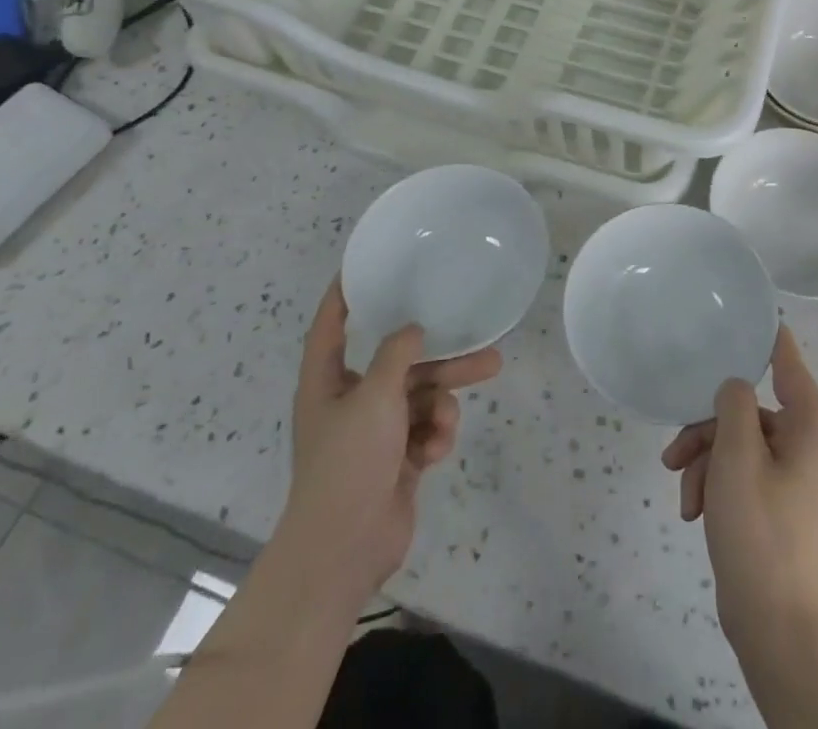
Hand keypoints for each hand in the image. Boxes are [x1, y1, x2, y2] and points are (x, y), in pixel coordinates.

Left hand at [281, 280, 501, 603]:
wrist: (345, 550)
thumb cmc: (349, 462)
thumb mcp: (375, 396)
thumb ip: (397, 354)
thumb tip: (413, 330)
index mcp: (327, 382)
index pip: (330, 327)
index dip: (341, 296)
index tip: (360, 268)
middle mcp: (350, 401)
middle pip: (399, 362)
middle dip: (440, 352)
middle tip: (477, 333)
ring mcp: (375, 433)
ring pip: (421, 394)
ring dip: (448, 394)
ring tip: (490, 373)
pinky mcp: (397, 460)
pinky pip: (425, 429)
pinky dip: (436, 434)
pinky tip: (435, 450)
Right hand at [661, 327, 817, 653]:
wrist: (775, 630)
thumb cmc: (759, 533)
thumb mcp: (737, 457)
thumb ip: (733, 404)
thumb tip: (734, 386)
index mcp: (811, 428)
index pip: (789, 363)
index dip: (768, 337)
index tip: (747, 314)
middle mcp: (808, 447)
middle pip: (749, 410)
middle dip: (707, 430)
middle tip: (674, 452)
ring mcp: (794, 479)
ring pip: (738, 444)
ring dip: (705, 463)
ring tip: (684, 496)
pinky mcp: (778, 506)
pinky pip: (742, 475)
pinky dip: (716, 487)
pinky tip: (694, 514)